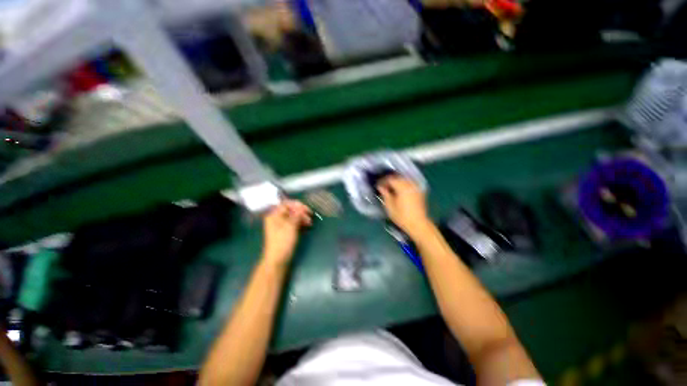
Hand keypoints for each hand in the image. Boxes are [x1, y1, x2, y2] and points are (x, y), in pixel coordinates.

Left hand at [261, 200, 311, 265]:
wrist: (277, 260)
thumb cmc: (283, 242)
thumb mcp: (291, 226)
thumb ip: (297, 215)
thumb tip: (301, 206)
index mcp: (274, 215)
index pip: (286, 204)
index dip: (297, 205)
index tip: (307, 209)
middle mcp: (277, 219)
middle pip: (290, 210)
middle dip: (301, 212)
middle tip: (310, 217)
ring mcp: (281, 226)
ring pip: (293, 217)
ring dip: (302, 218)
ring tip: (310, 223)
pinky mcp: (285, 232)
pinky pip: (293, 224)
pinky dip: (300, 224)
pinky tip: (306, 227)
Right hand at [378, 176, 431, 235]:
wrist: (418, 224)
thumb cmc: (402, 217)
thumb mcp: (389, 206)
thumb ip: (385, 194)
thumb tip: (381, 187)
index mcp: (402, 187)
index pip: (390, 179)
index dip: (383, 181)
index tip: (378, 186)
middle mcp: (410, 184)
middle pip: (398, 177)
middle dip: (389, 181)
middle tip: (383, 187)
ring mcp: (416, 187)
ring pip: (404, 180)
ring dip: (396, 182)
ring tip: (390, 189)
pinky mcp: (419, 192)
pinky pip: (409, 184)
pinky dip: (402, 185)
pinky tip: (398, 191)